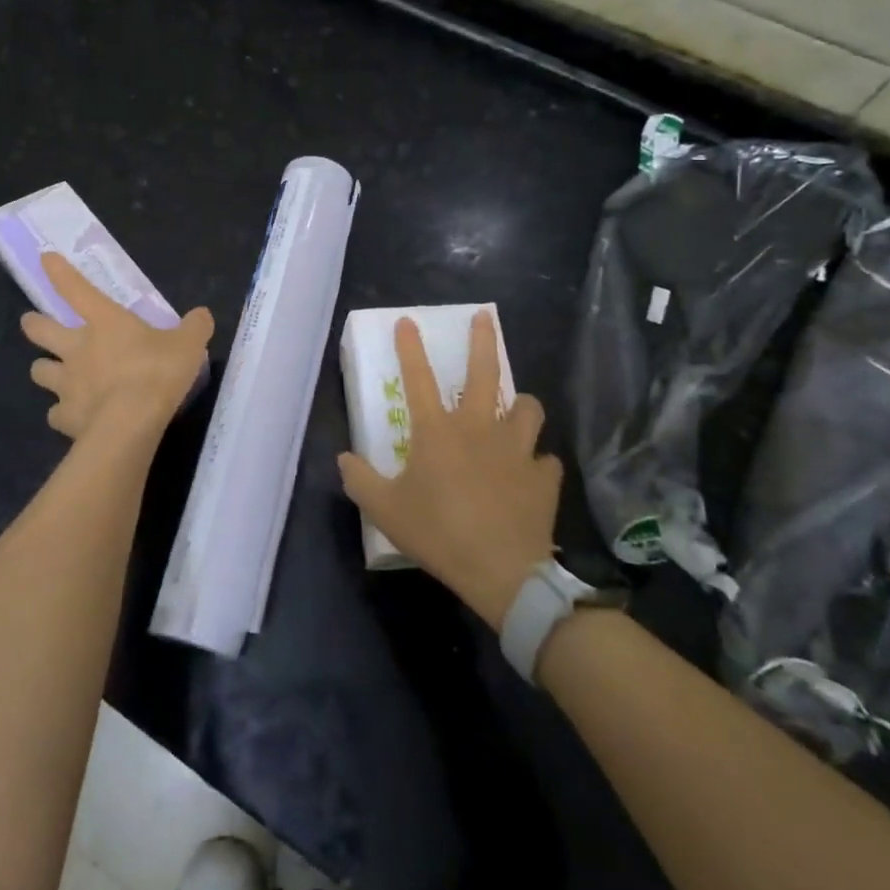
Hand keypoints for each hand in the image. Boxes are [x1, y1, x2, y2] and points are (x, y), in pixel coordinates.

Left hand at [21, 252, 213, 440]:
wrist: (130, 424)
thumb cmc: (157, 373)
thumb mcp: (188, 345)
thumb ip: (194, 327)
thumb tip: (201, 315)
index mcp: (104, 322)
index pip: (76, 289)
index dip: (59, 272)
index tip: (45, 258)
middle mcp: (77, 348)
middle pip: (40, 330)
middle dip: (33, 324)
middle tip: (32, 323)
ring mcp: (66, 384)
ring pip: (39, 371)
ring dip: (45, 369)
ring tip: (54, 375)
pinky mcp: (65, 417)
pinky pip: (55, 413)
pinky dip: (61, 413)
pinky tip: (72, 416)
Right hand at [338, 312, 559, 630]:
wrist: (502, 572)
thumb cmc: (438, 534)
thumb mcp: (385, 511)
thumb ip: (360, 480)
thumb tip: (344, 459)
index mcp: (438, 431)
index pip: (418, 378)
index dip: (410, 347)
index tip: (408, 320)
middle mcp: (479, 428)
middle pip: (485, 372)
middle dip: (484, 340)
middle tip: (485, 317)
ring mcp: (517, 449)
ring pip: (529, 407)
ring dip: (521, 405)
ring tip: (516, 410)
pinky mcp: (543, 476)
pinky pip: (545, 459)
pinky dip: (537, 463)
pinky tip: (530, 474)